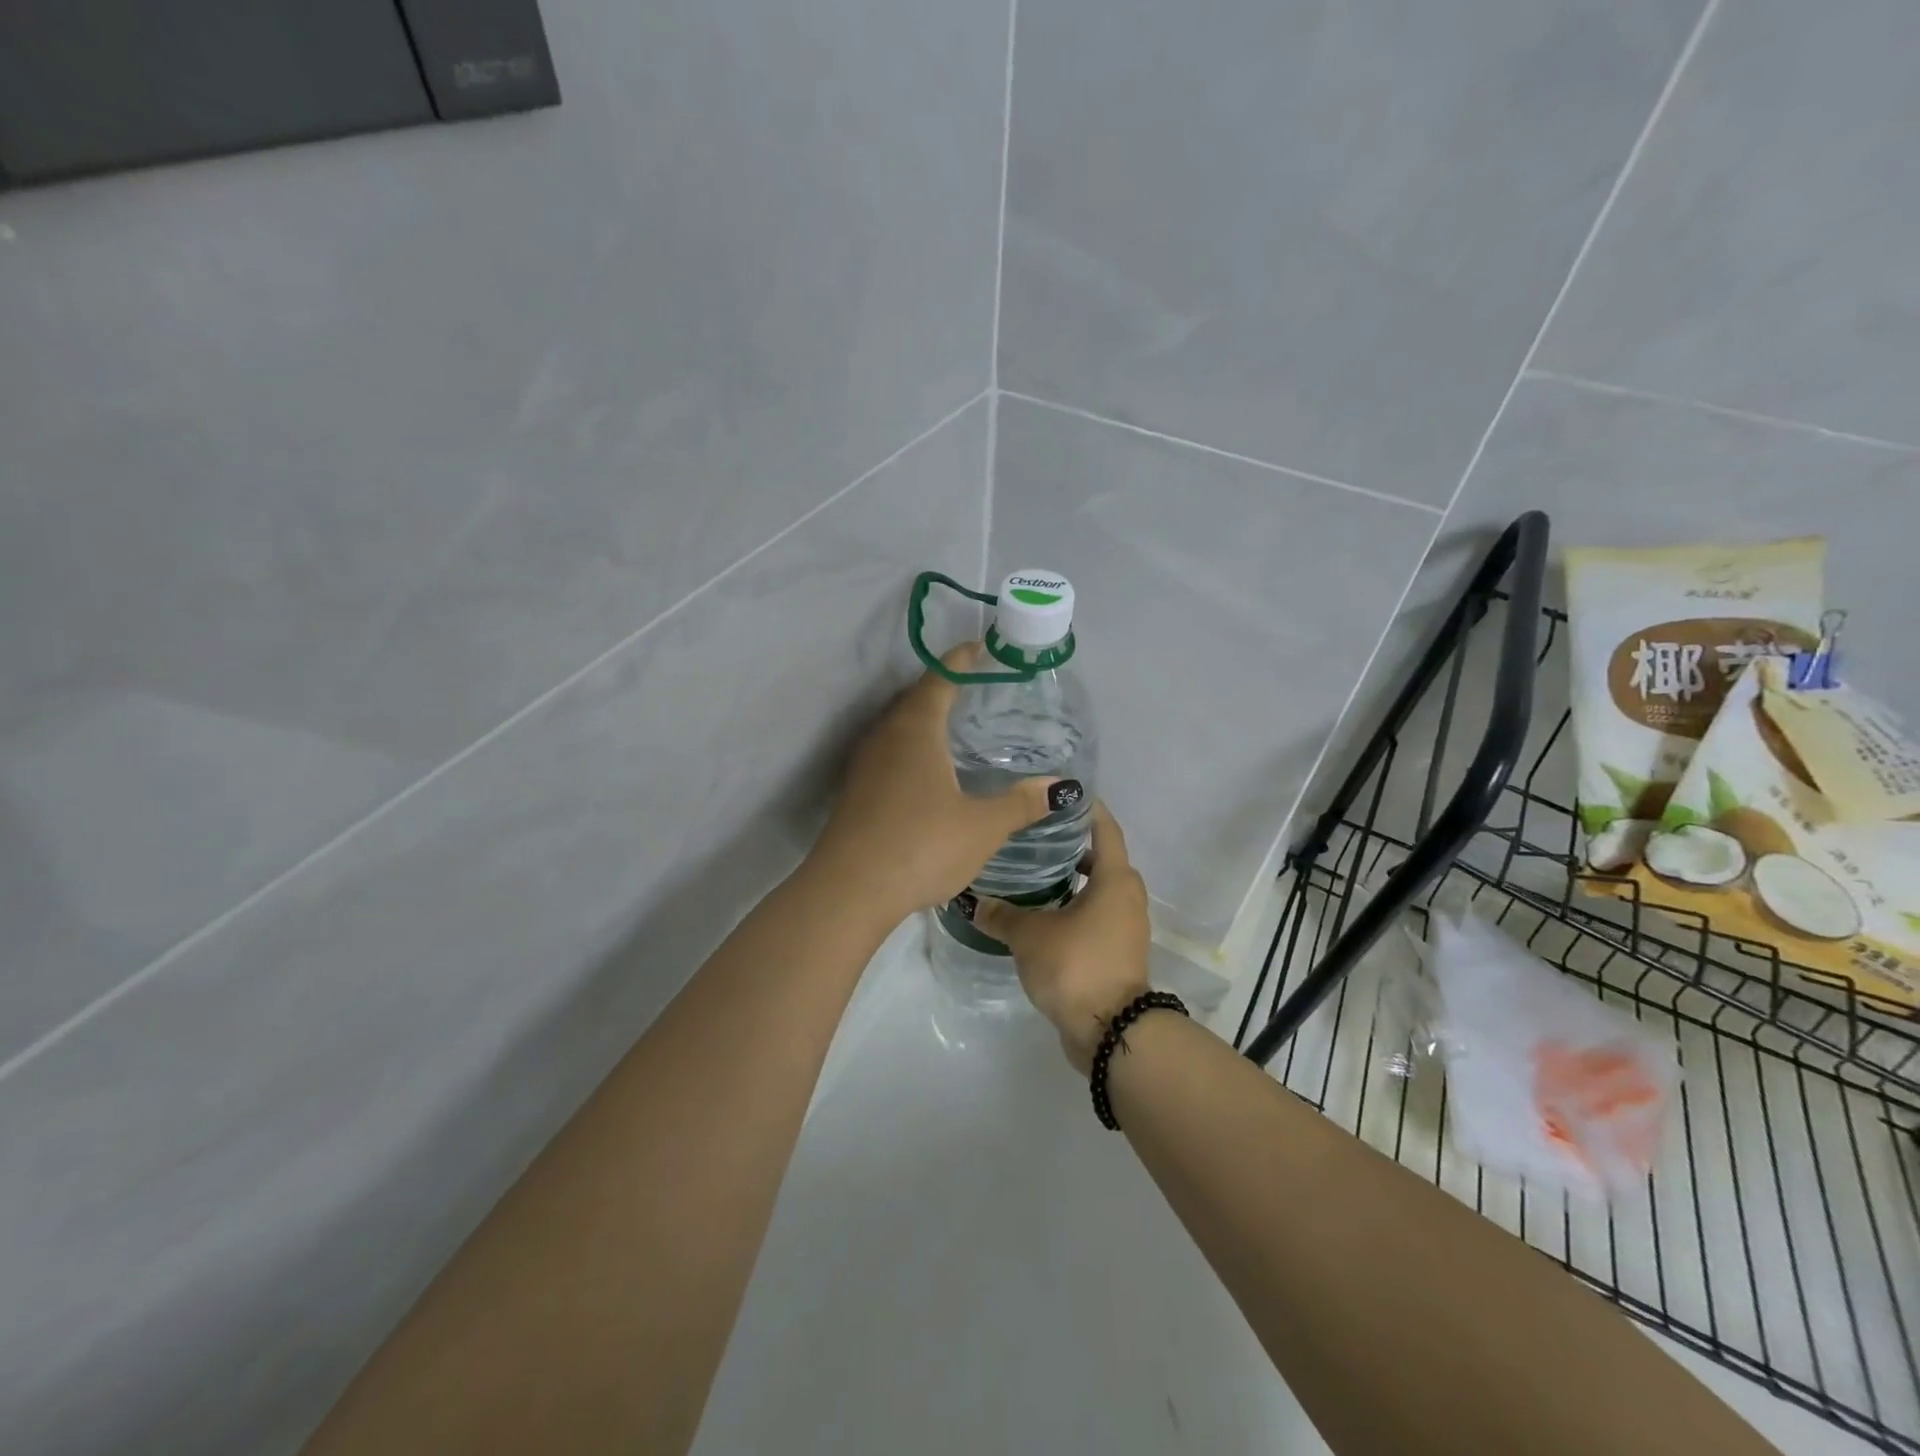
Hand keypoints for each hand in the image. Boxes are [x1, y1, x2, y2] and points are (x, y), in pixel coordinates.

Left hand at [810, 645, 1061, 926]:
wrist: (848, 891)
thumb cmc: (920, 847)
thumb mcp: (981, 827)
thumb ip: (1021, 803)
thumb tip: (1061, 786)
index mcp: (916, 730)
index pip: (940, 680)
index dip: (961, 661)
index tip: (980, 648)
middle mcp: (885, 737)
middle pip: (914, 699)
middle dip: (943, 687)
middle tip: (975, 689)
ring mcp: (864, 765)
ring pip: (897, 727)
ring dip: (923, 718)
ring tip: (953, 726)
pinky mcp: (855, 792)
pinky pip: (887, 753)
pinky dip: (910, 747)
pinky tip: (926, 772)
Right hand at [975, 802, 1151, 1071]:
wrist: (1110, 1031)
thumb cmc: (1076, 965)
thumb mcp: (1030, 936)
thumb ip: (1001, 915)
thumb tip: (973, 902)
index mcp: (1115, 879)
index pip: (1104, 827)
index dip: (1086, 808)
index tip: (1061, 794)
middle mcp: (1127, 896)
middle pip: (1100, 858)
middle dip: (1070, 846)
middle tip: (1033, 835)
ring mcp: (1126, 926)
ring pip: (1098, 890)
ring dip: (1071, 880)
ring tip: (1031, 873)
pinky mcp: (1118, 951)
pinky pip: (1096, 916)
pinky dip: (1073, 907)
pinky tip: (1040, 912)